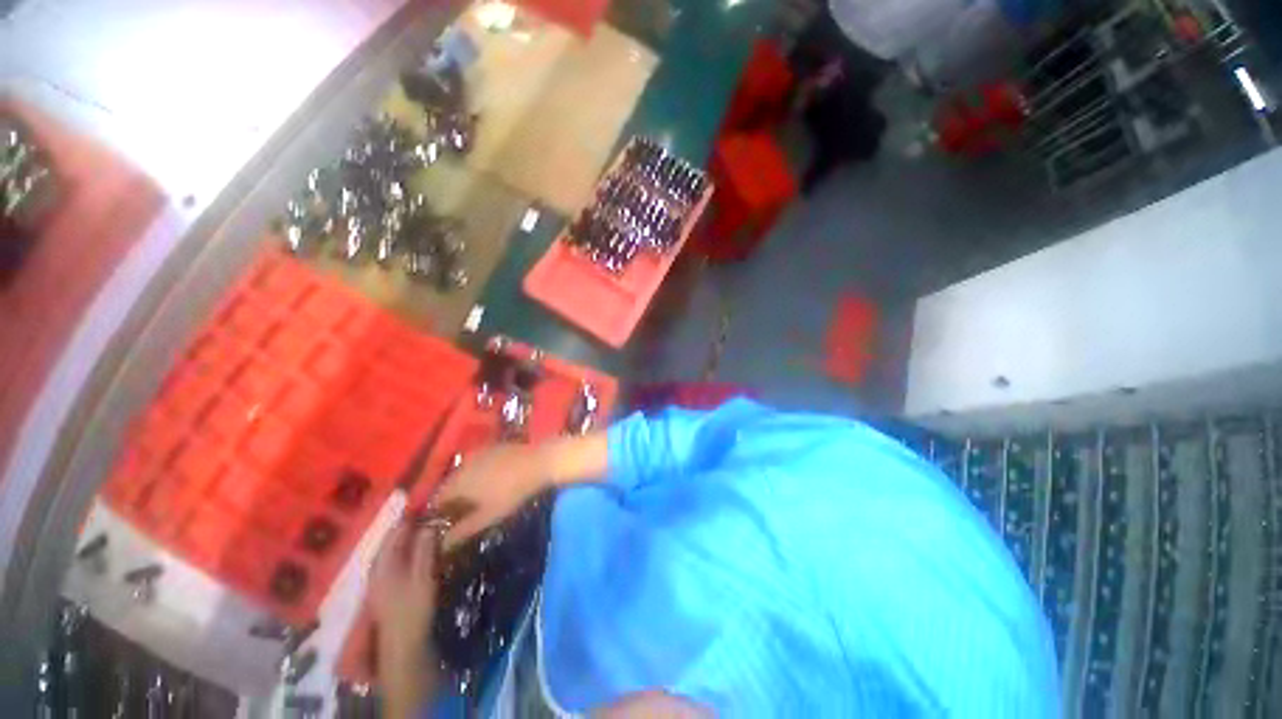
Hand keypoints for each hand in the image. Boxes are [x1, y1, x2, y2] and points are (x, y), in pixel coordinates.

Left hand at [369, 522, 438, 714]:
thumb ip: (424, 548)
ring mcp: (380, 578)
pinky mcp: (386, 586)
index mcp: (383, 563)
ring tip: (427, 524)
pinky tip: (419, 547)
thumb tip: (429, 522)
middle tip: (431, 511)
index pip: (395, 531)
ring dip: (408, 536)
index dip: (410, 515)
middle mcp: (377, 567)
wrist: (402, 644)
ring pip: (393, 549)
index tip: (428, 502)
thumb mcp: (422, 575)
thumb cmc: (412, 608)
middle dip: (409, 524)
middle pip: (392, 539)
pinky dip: (407, 548)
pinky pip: (396, 558)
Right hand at [432, 443, 550, 549]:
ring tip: (476, 499)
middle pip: (449, 485)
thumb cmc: (512, 492)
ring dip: (465, 485)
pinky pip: (477, 463)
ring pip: (463, 473)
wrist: (539, 462)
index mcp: (456, 482)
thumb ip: (463, 530)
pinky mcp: (492, 447)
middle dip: (452, 499)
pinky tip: (490, 481)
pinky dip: (477, 473)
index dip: (438, 513)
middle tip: (461, 514)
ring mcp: (478, 453)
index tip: (445, 524)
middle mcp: (462, 465)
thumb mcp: (488, 516)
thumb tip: (442, 545)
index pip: (437, 500)